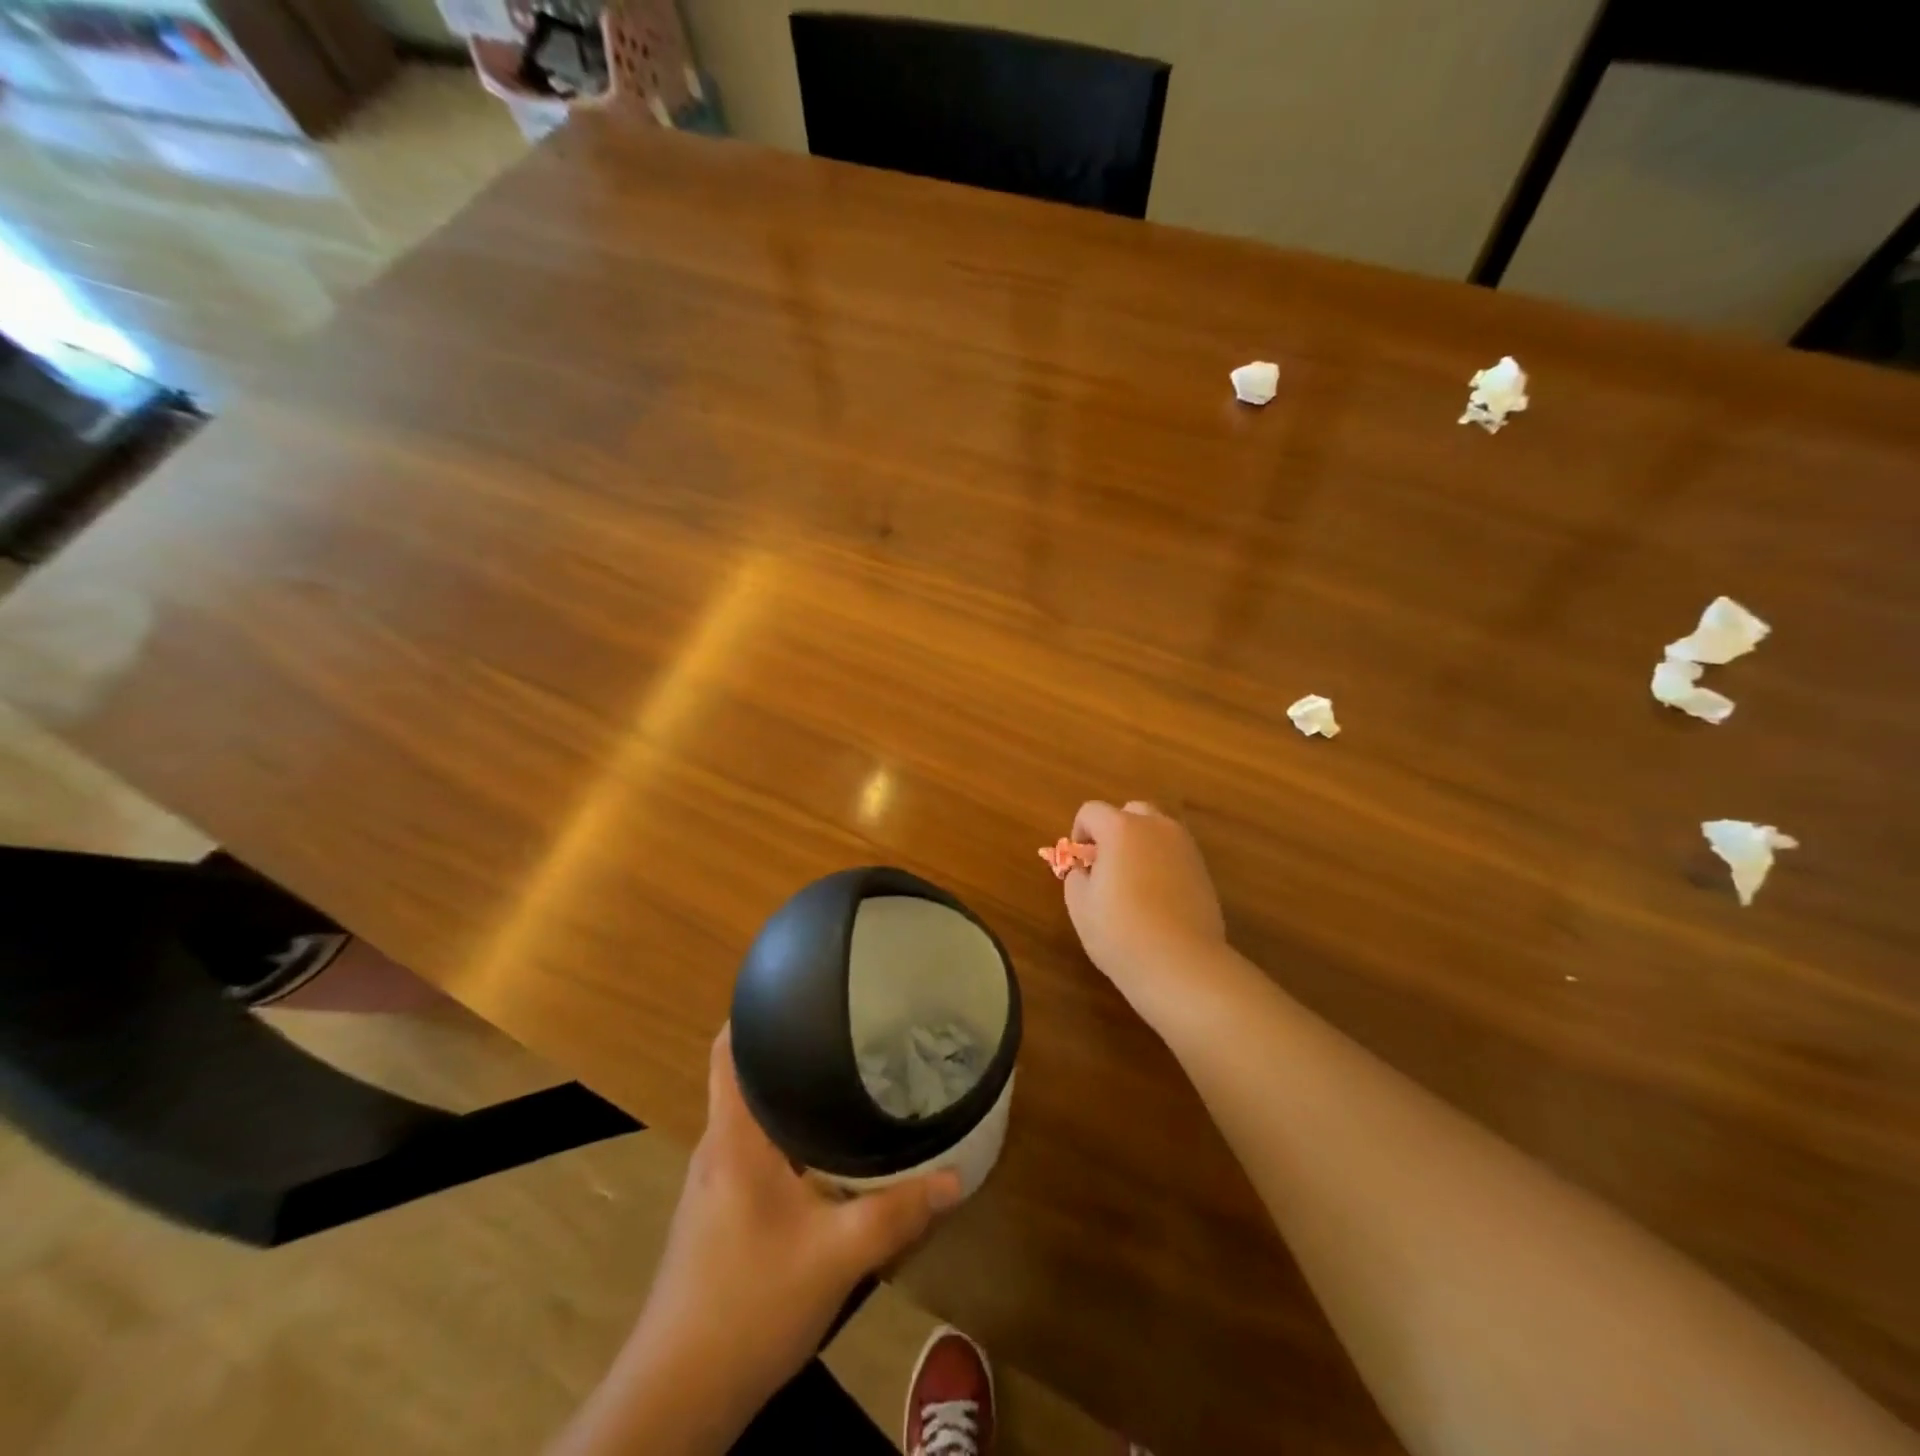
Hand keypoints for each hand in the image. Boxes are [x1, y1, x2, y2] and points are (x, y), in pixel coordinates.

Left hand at [609, 1029, 961, 1445]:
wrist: (678, 1398)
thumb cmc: (748, 1304)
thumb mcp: (835, 1256)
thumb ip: (897, 1212)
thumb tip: (956, 1176)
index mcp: (734, 1137)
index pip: (729, 1049)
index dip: (756, 1011)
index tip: (804, 987)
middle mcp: (719, 1147)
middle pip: (749, 1076)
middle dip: (793, 1050)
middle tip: (849, 1029)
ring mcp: (716, 1183)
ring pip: (756, 1117)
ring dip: (793, 1096)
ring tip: (847, 1077)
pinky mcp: (722, 1213)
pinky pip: (758, 1151)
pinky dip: (791, 1136)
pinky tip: (828, 1150)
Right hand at [1062, 800, 1228, 1015]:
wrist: (1181, 963)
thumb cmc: (1120, 931)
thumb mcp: (1079, 905)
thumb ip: (1076, 877)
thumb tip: (1085, 871)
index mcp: (1121, 828)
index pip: (1091, 811)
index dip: (1079, 832)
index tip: (1079, 862)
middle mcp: (1156, 827)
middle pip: (1131, 812)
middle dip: (1114, 831)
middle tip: (1106, 865)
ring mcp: (1185, 847)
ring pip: (1157, 831)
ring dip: (1141, 845)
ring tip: (1133, 883)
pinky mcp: (1204, 871)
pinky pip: (1175, 854)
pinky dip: (1162, 864)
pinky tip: (1157, 899)